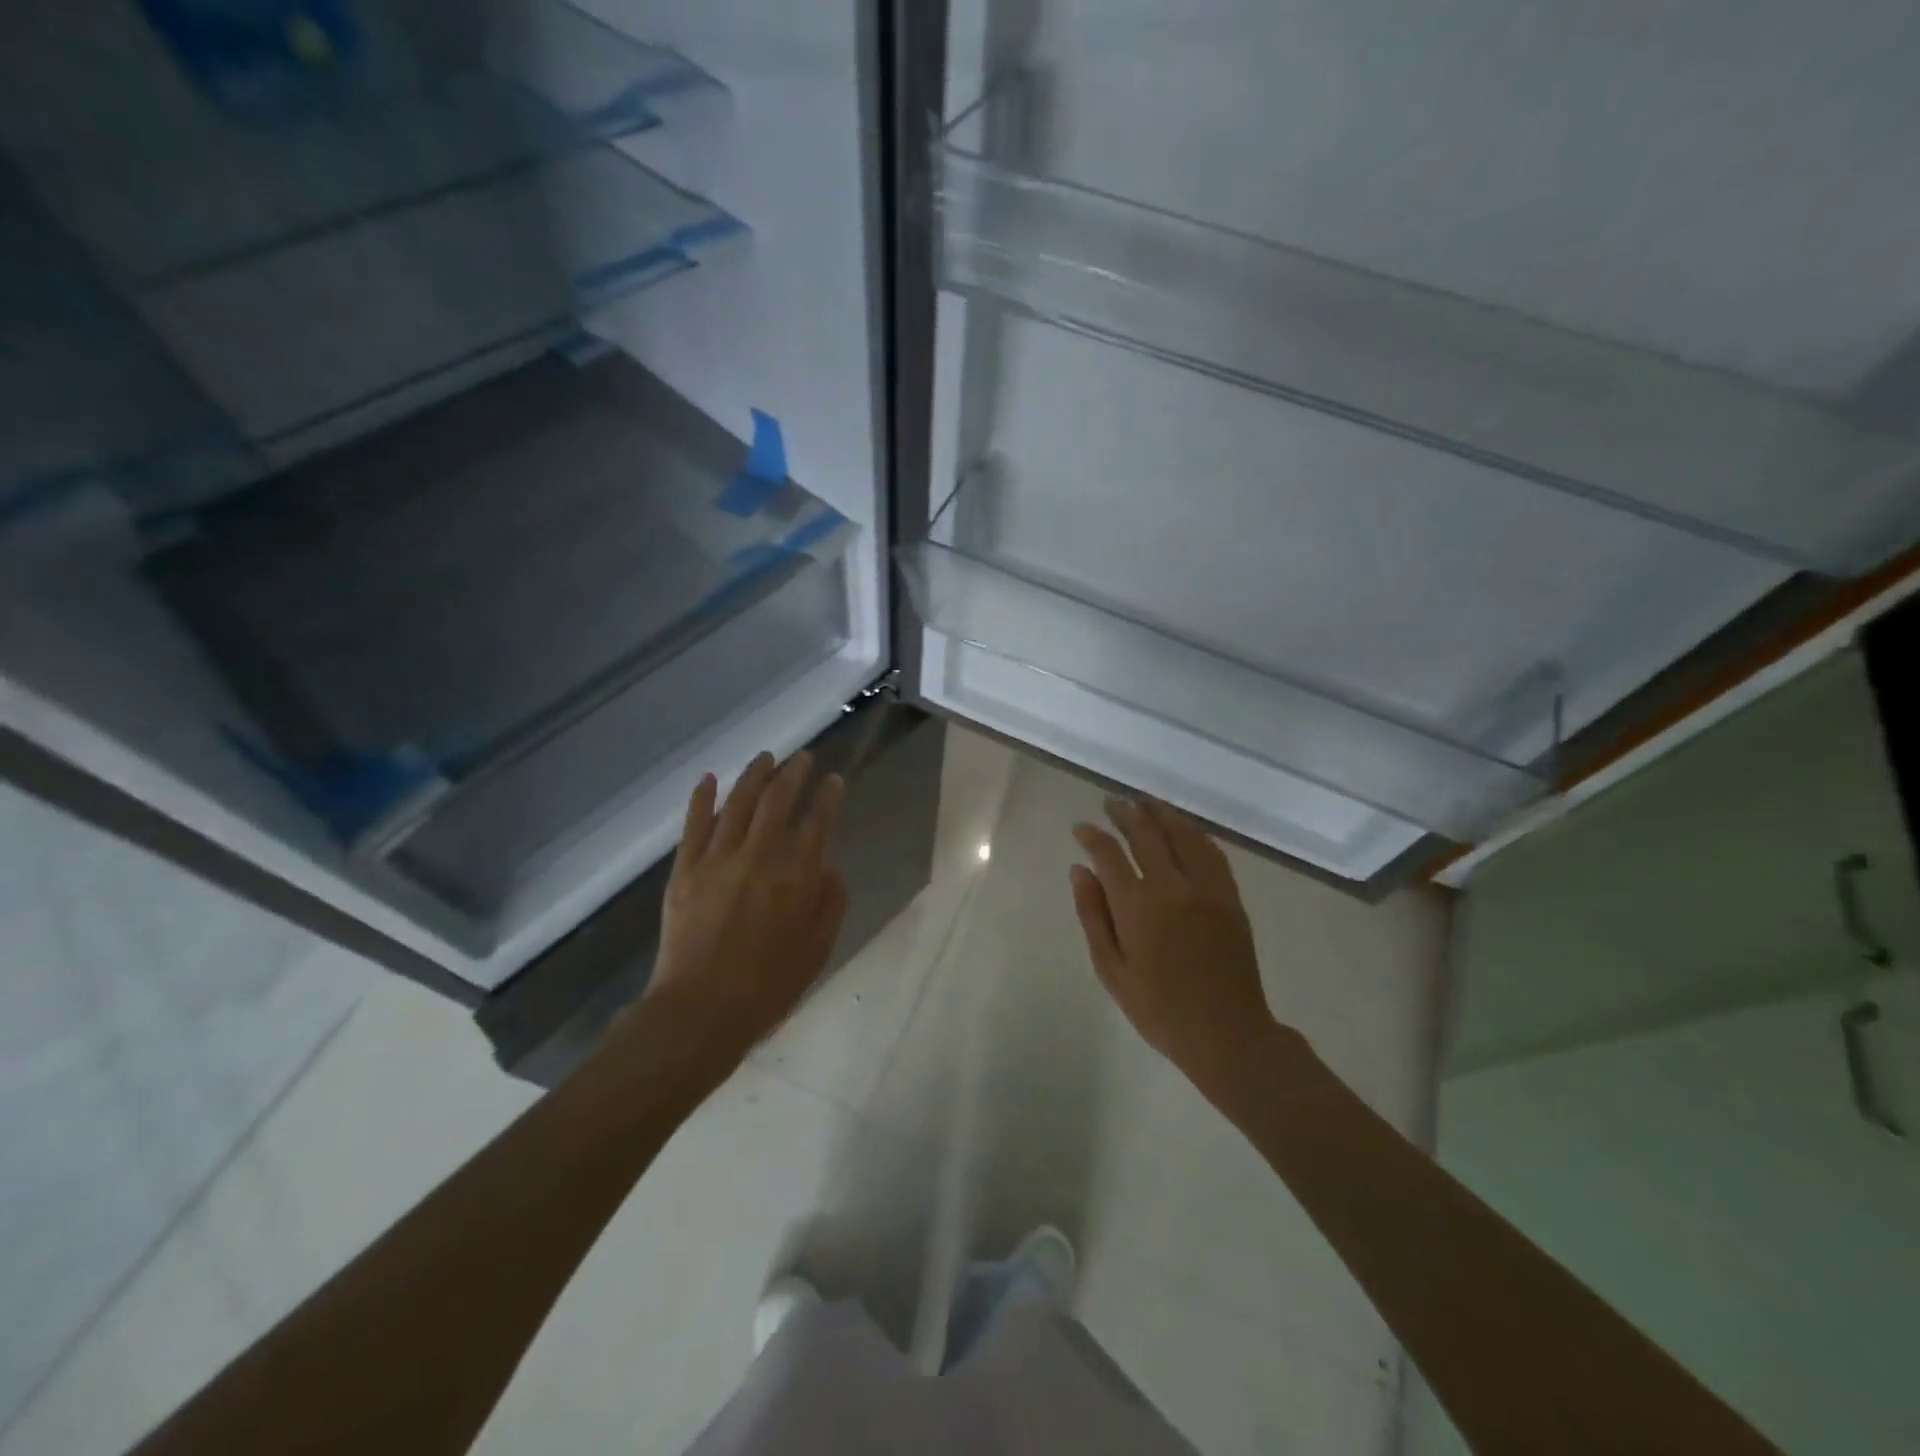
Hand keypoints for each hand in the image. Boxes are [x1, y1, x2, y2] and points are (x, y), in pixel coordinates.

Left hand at [643, 750, 848, 1057]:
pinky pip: (694, 824)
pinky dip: (702, 797)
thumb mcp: (818, 950)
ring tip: (766, 757)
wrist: (701, 1012)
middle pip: (779, 801)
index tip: (834, 781)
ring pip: (739, 803)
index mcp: (796, 878)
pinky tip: (710, 778)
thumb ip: (831, 903)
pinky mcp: (685, 870)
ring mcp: (718, 860)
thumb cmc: (768, 987)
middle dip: (794, 773)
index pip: (818, 823)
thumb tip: (829, 867)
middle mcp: (760, 858)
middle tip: (803, 758)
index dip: (828, 797)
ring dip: (755, 775)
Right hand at [1071, 798, 1281, 1101]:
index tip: (1081, 827)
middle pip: (1146, 833)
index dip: (1092, 835)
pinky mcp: (1230, 896)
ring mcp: (1207, 888)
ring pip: (1182, 834)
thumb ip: (1093, 915)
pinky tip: (1183, 828)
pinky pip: (1212, 852)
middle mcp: (1173, 886)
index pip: (1109, 854)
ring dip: (1160, 813)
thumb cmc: (1158, 1009)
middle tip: (1111, 803)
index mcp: (1138, 906)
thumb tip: (1079, 870)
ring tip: (1144, 803)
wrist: (1227, 1033)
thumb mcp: (1111, 969)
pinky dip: (1194, 833)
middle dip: (1125, 813)